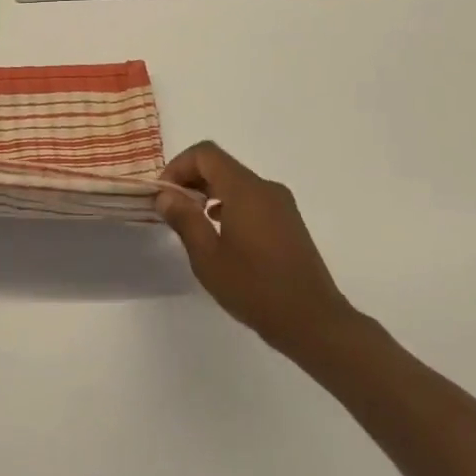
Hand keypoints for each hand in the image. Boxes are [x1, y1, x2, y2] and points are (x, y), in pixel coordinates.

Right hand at [155, 142, 362, 363]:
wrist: (313, 322)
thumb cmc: (254, 288)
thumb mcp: (207, 256)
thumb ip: (184, 219)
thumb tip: (165, 196)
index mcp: (245, 190)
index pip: (205, 154)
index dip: (178, 166)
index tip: (163, 194)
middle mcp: (266, 188)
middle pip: (221, 165)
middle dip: (191, 179)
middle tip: (171, 208)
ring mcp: (281, 205)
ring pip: (236, 182)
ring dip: (209, 192)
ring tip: (192, 221)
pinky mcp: (289, 222)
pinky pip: (252, 199)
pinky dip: (229, 204)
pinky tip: (220, 232)